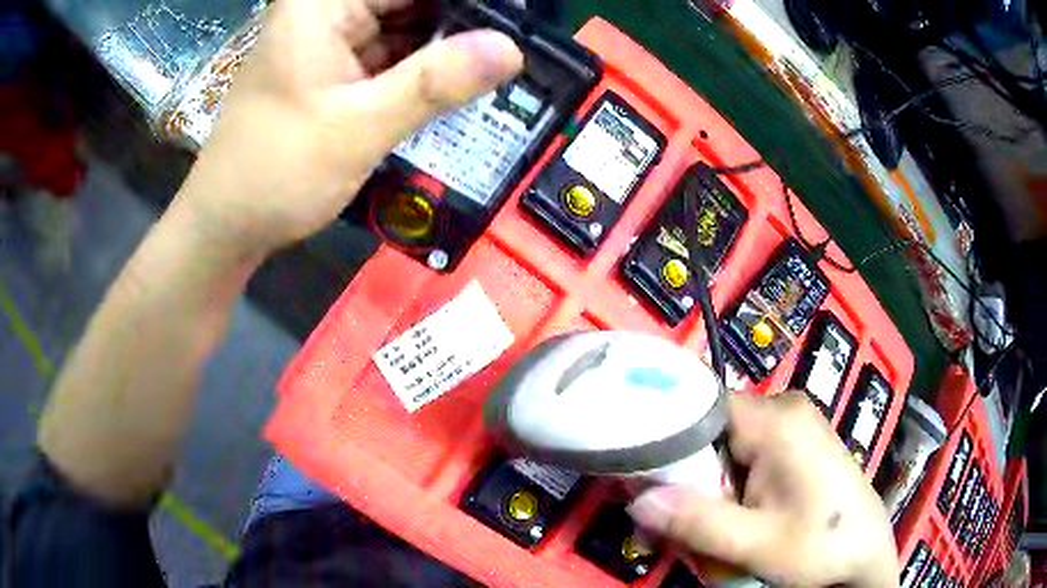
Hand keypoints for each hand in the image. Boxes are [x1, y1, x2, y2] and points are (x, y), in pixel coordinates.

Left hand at [174, 0, 522, 260]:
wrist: (227, 225)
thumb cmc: (275, 173)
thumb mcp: (357, 128)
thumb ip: (434, 83)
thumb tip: (513, 49)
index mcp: (322, 5)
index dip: (466, 4)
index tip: (515, 23)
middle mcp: (327, 11)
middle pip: (411, 2)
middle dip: (462, 24)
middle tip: (516, 49)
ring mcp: (331, 40)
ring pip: (407, 27)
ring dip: (448, 47)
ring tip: (501, 68)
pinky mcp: (336, 69)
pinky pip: (393, 55)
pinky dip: (425, 70)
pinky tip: (463, 83)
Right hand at [627, 392, 898, 586]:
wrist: (866, 549)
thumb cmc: (820, 543)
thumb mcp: (756, 543)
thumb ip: (697, 521)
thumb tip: (636, 498)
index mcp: (776, 420)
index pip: (700, 406)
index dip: (665, 438)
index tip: (641, 478)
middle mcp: (784, 407)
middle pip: (711, 428)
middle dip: (689, 475)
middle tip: (674, 521)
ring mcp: (793, 422)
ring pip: (726, 444)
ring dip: (709, 484)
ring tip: (711, 526)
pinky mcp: (797, 440)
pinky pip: (747, 452)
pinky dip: (730, 483)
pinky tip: (737, 515)